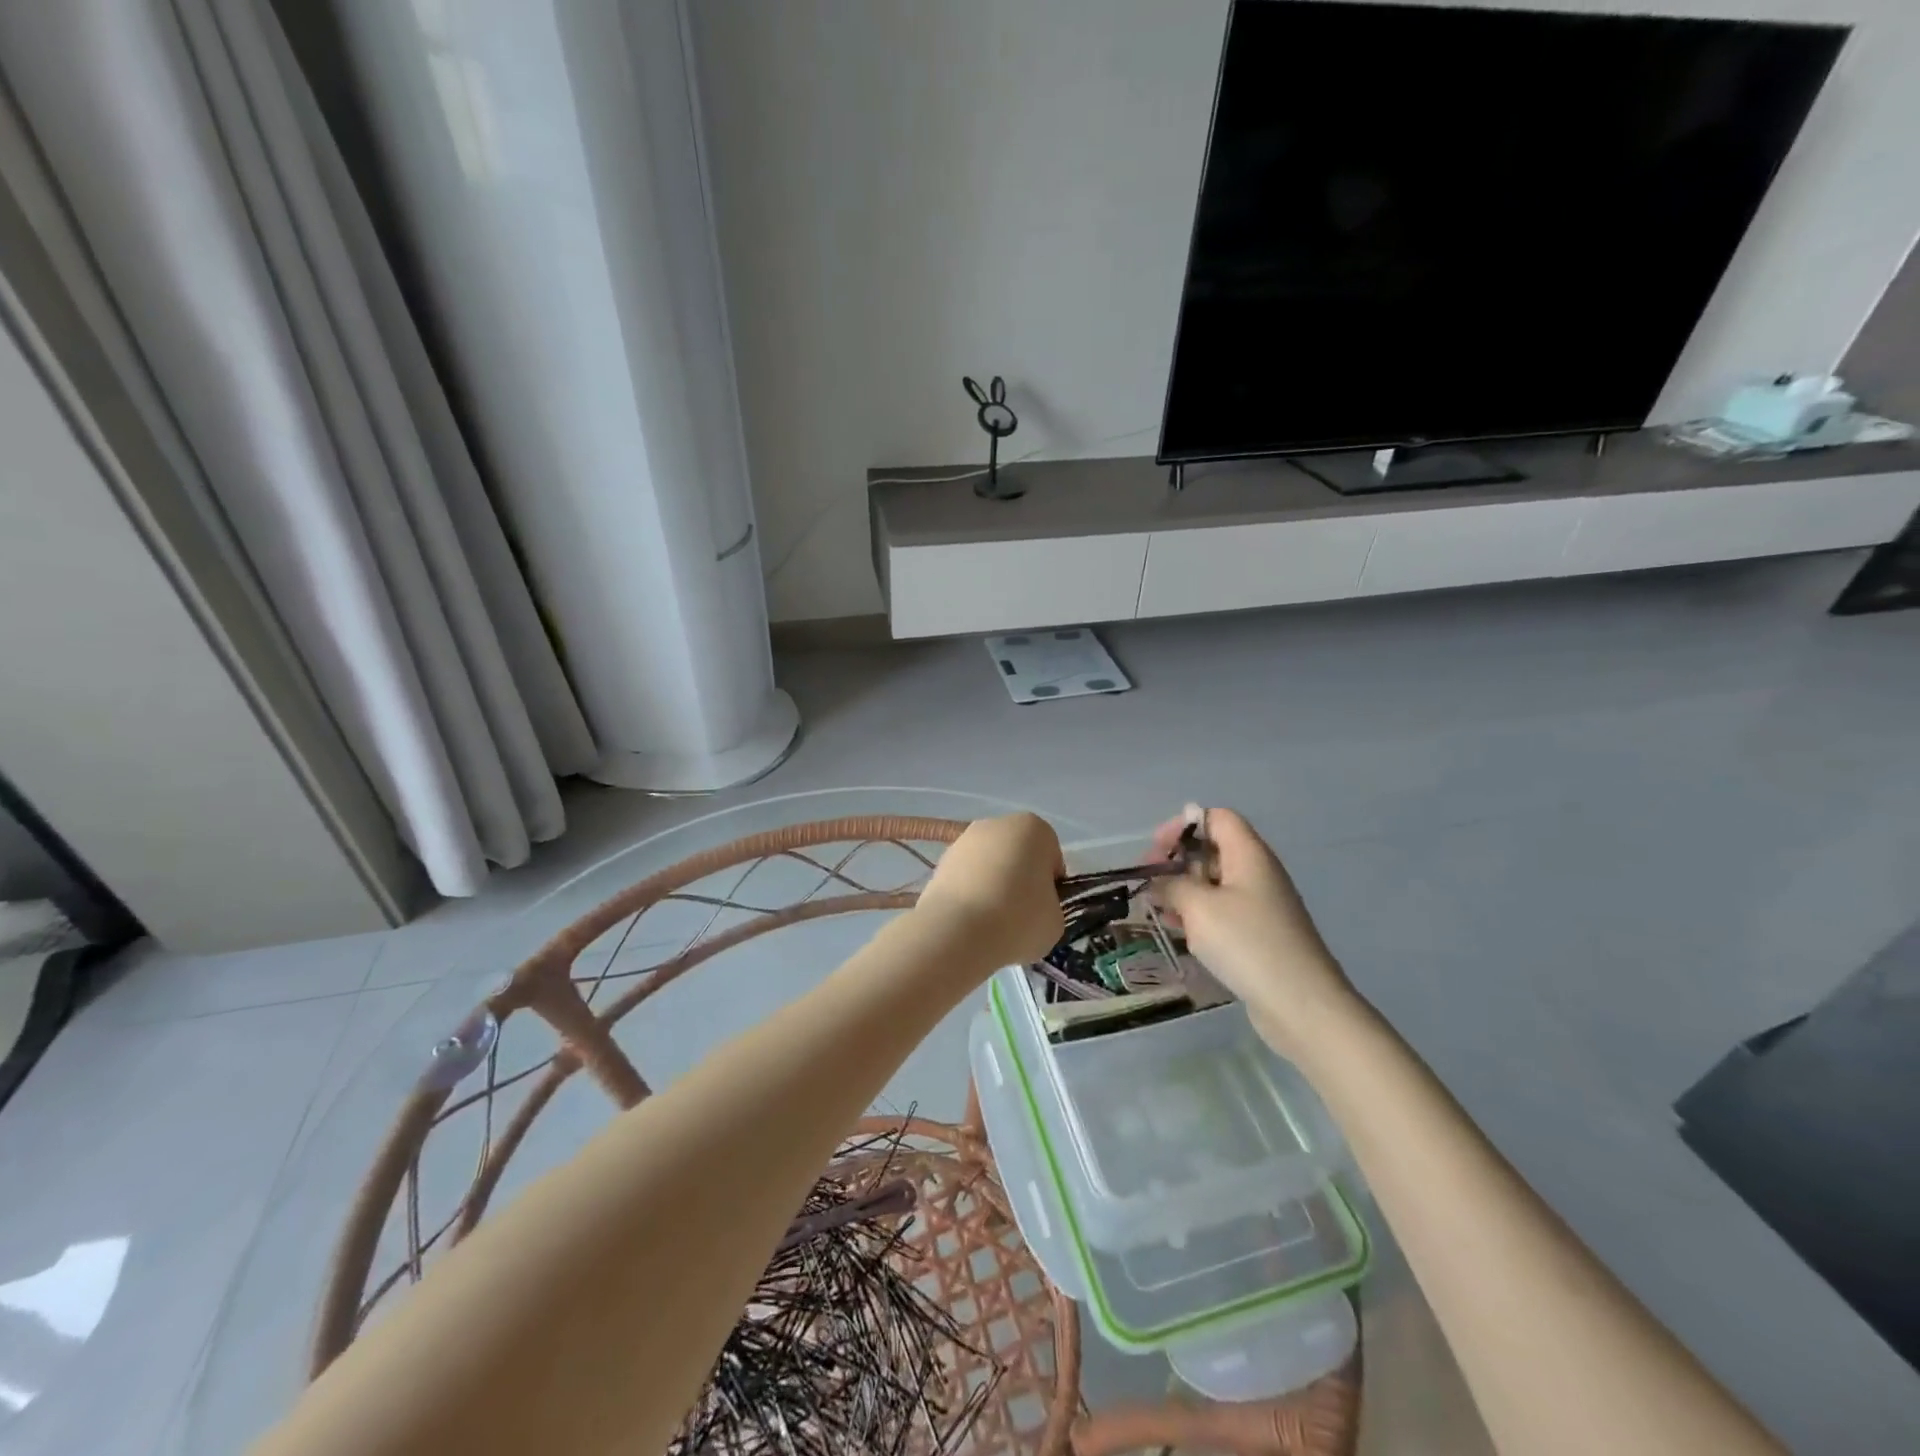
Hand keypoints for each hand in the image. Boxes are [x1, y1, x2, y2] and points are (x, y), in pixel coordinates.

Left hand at [915, 813, 1064, 973]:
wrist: (958, 931)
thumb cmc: (1019, 918)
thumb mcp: (1055, 920)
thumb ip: (1049, 905)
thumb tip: (1032, 909)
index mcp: (1034, 828)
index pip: (1050, 856)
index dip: (1051, 884)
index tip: (1044, 908)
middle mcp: (997, 824)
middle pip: (1017, 854)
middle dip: (1019, 879)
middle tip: (1020, 915)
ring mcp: (964, 840)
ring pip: (988, 865)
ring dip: (992, 885)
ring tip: (991, 922)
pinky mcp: (940, 862)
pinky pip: (965, 878)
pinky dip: (969, 894)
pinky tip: (970, 920)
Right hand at [1152, 806, 1360, 1056]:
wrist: (1301, 1004)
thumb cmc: (1248, 944)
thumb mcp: (1199, 908)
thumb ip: (1172, 885)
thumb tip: (1159, 881)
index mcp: (1249, 854)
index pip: (1217, 818)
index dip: (1184, 825)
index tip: (1156, 850)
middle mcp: (1258, 873)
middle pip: (1214, 850)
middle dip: (1178, 862)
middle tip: (1151, 884)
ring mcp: (1262, 905)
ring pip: (1216, 884)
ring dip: (1185, 892)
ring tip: (1160, 912)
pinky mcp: (1261, 934)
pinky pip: (1224, 912)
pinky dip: (1200, 916)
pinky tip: (1183, 935)